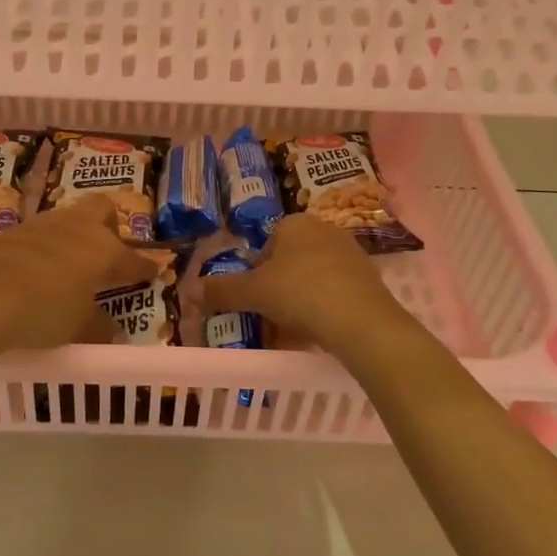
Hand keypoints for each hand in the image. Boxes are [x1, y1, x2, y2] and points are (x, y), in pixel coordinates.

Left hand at [0, 195, 154, 361]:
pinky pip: (38, 236)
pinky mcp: (10, 233)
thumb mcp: (76, 327)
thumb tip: (111, 330)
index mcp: (103, 250)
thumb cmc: (41, 311)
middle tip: (106, 256)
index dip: (144, 268)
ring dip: (73, 239)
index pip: (133, 258)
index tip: (152, 273)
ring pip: (68, 220)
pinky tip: (34, 273)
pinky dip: (43, 250)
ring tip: (68, 267)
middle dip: (109, 228)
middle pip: (102, 211)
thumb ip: (97, 325)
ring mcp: (41, 225)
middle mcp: (76, 228)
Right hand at [199, 214, 412, 356]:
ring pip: (314, 277)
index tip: (255, 297)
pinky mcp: (370, 279)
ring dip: (302, 299)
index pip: (268, 242)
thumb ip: (221, 291)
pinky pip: (337, 291)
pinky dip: (325, 309)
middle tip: (271, 315)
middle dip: (280, 286)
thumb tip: (186, 291)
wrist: (361, 321)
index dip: (257, 271)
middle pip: (291, 260)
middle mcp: (325, 230)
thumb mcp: (253, 293)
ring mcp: (351, 254)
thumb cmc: (300, 293)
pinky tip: (320, 332)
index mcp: (295, 223)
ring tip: (294, 329)